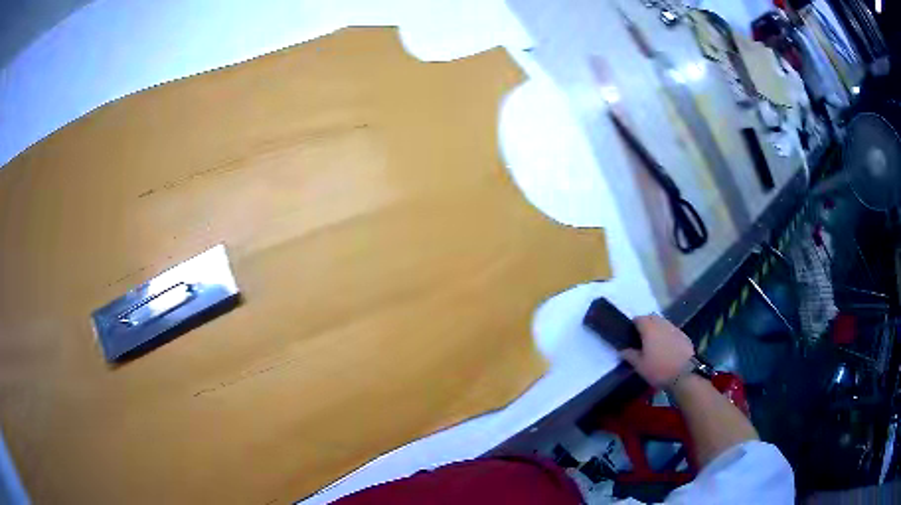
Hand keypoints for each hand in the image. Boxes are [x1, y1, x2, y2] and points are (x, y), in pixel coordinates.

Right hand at [621, 314, 694, 386]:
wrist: (685, 373)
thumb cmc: (659, 369)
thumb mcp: (639, 366)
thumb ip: (629, 355)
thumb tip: (622, 350)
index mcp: (649, 328)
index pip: (638, 319)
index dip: (633, 325)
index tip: (631, 335)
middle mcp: (662, 324)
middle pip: (652, 318)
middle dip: (646, 324)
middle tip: (642, 339)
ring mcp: (674, 328)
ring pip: (663, 323)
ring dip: (657, 329)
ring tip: (654, 344)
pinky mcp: (684, 335)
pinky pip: (672, 331)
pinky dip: (667, 335)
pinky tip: (667, 348)